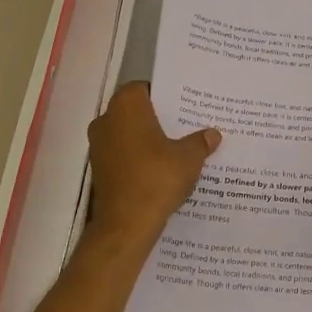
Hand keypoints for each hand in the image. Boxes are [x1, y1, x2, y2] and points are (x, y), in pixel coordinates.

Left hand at [86, 82, 220, 243]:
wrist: (125, 224)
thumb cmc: (157, 179)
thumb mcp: (189, 158)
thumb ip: (200, 142)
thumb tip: (212, 134)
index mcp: (126, 106)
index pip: (144, 88)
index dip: (164, 95)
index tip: (183, 105)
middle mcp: (106, 120)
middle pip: (135, 110)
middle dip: (157, 117)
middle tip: (185, 124)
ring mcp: (98, 146)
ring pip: (127, 133)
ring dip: (147, 139)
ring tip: (176, 147)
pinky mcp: (99, 169)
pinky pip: (122, 154)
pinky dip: (138, 157)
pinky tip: (160, 168)